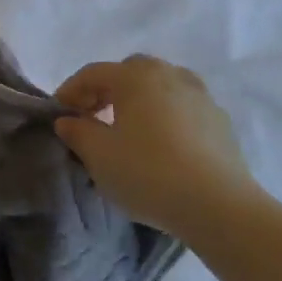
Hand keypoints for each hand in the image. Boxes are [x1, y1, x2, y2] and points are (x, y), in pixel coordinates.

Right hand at [53, 56, 260, 240]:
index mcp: (135, 76)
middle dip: (107, 90)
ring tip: (130, 129)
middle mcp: (169, 75)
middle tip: (93, 117)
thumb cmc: (149, 173)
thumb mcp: (98, 155)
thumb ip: (77, 132)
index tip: (59, 116)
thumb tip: (69, 120)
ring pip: (161, 86)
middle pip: (129, 72)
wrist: (221, 208)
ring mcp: (200, 97)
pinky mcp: (222, 123)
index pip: (92, 74)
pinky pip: (183, 108)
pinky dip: (166, 116)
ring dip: (140, 100)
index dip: (70, 91)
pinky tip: (162, 145)